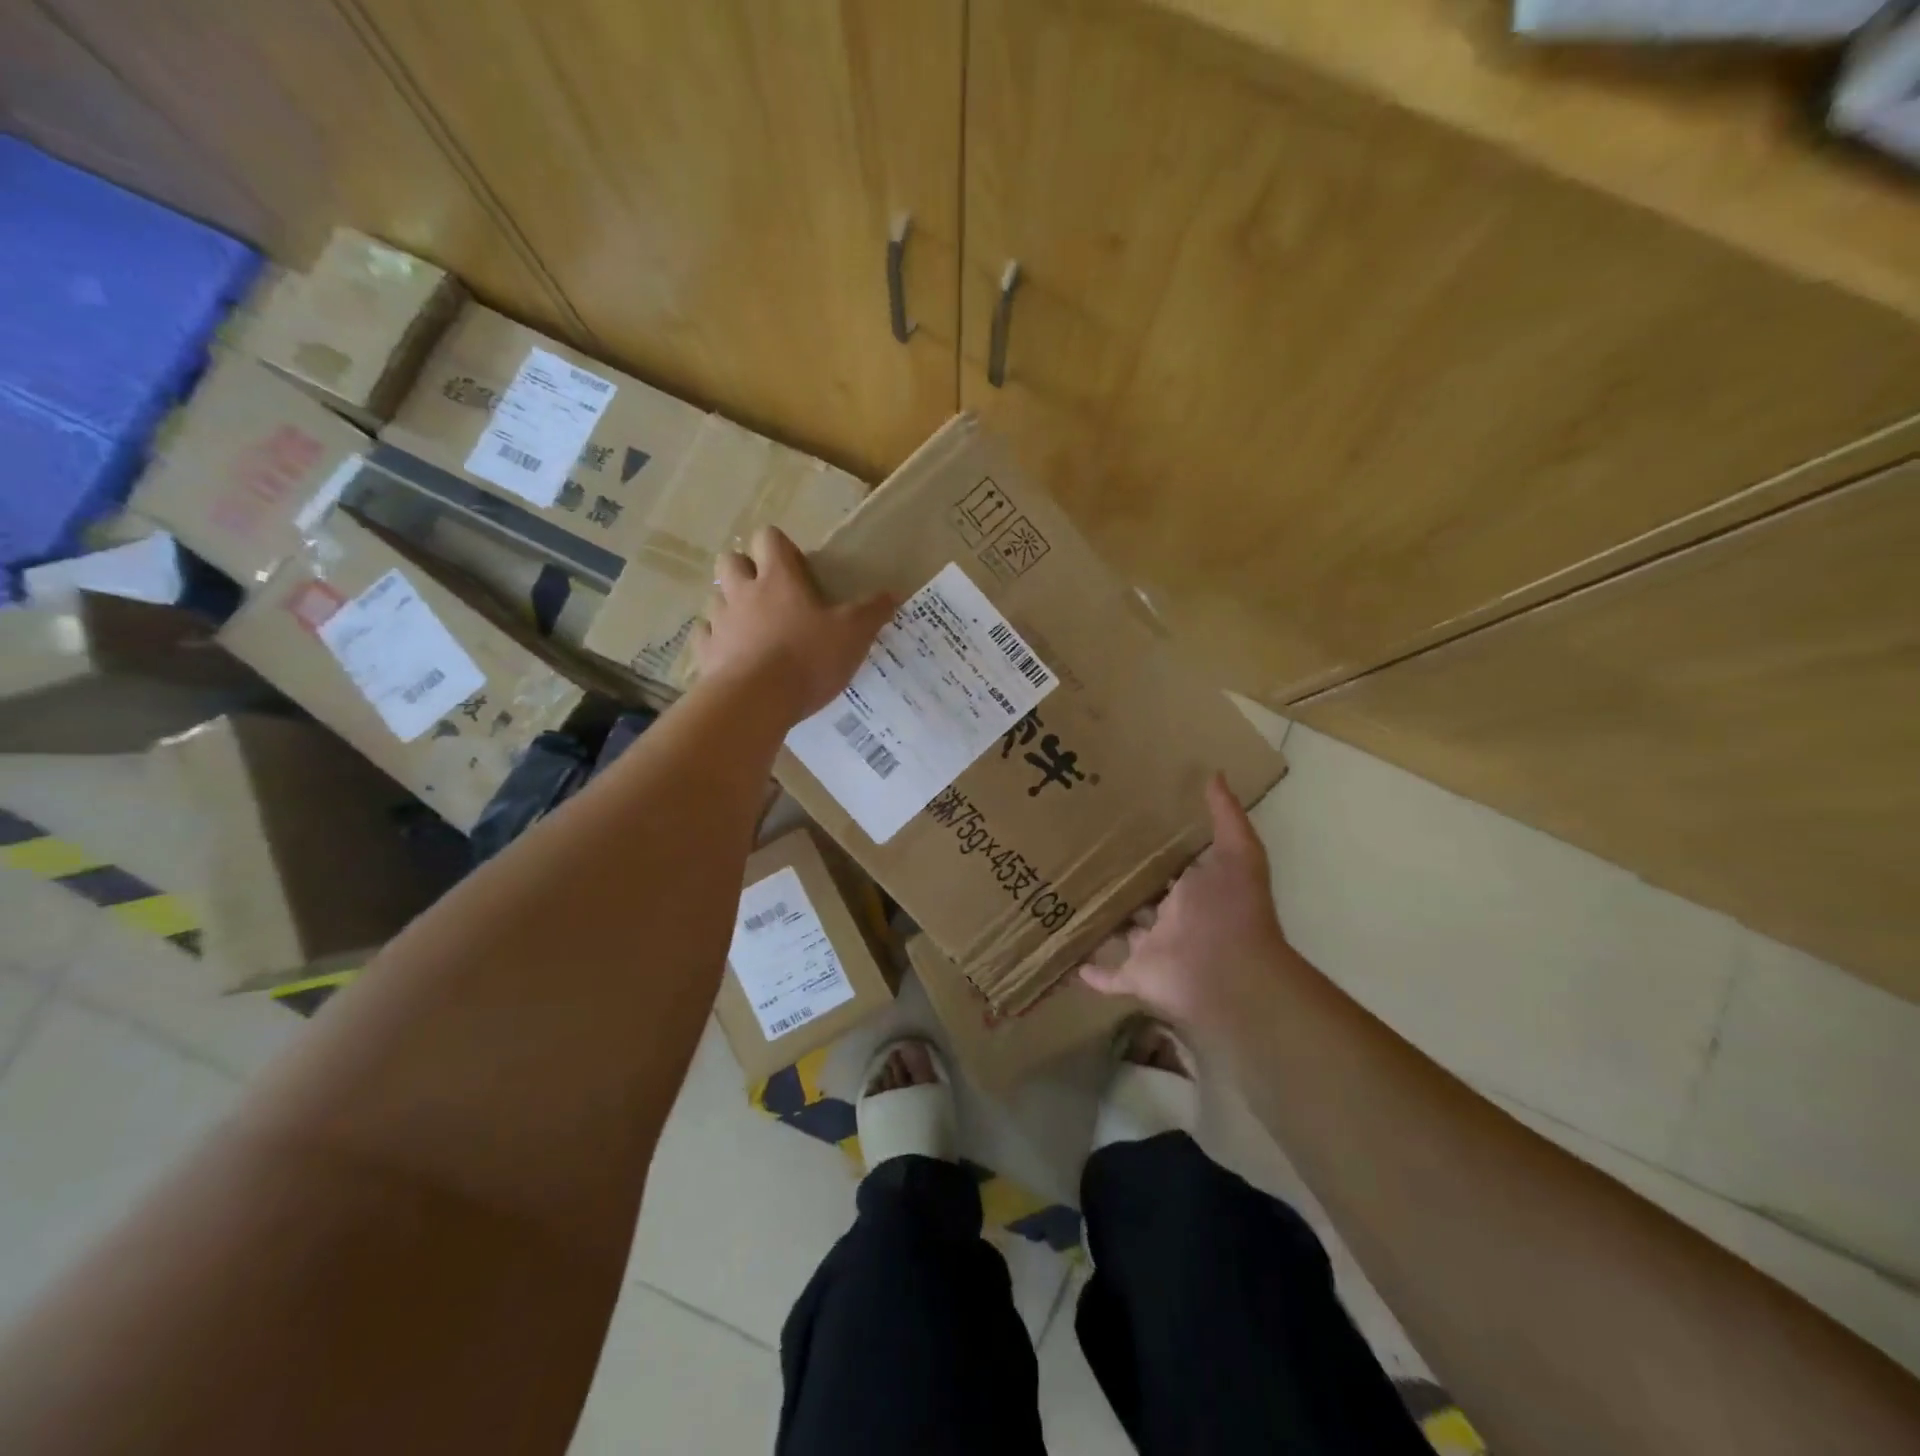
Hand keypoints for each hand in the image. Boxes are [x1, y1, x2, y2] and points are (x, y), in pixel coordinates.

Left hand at [691, 527, 896, 726]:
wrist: (756, 701)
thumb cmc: (807, 658)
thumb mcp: (852, 634)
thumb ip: (871, 612)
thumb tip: (891, 594)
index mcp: (778, 578)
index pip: (769, 538)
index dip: (780, 546)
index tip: (796, 566)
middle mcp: (743, 592)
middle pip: (730, 560)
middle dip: (745, 568)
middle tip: (768, 592)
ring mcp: (719, 622)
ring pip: (715, 597)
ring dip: (730, 605)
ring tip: (751, 626)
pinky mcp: (706, 653)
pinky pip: (705, 636)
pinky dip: (716, 639)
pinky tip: (731, 653)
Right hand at [1080, 774, 1298, 1036]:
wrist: (1230, 974)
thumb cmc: (1231, 910)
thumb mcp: (1237, 853)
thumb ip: (1226, 816)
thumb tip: (1215, 774)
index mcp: (1194, 892)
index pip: (1170, 868)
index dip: (1151, 850)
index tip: (1120, 826)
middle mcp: (1173, 920)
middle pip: (1143, 899)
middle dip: (1122, 885)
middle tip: (1083, 857)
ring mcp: (1154, 950)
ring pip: (1123, 934)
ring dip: (1103, 923)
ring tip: (1066, 900)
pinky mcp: (1137, 976)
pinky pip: (1111, 977)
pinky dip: (1092, 974)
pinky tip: (1069, 961)